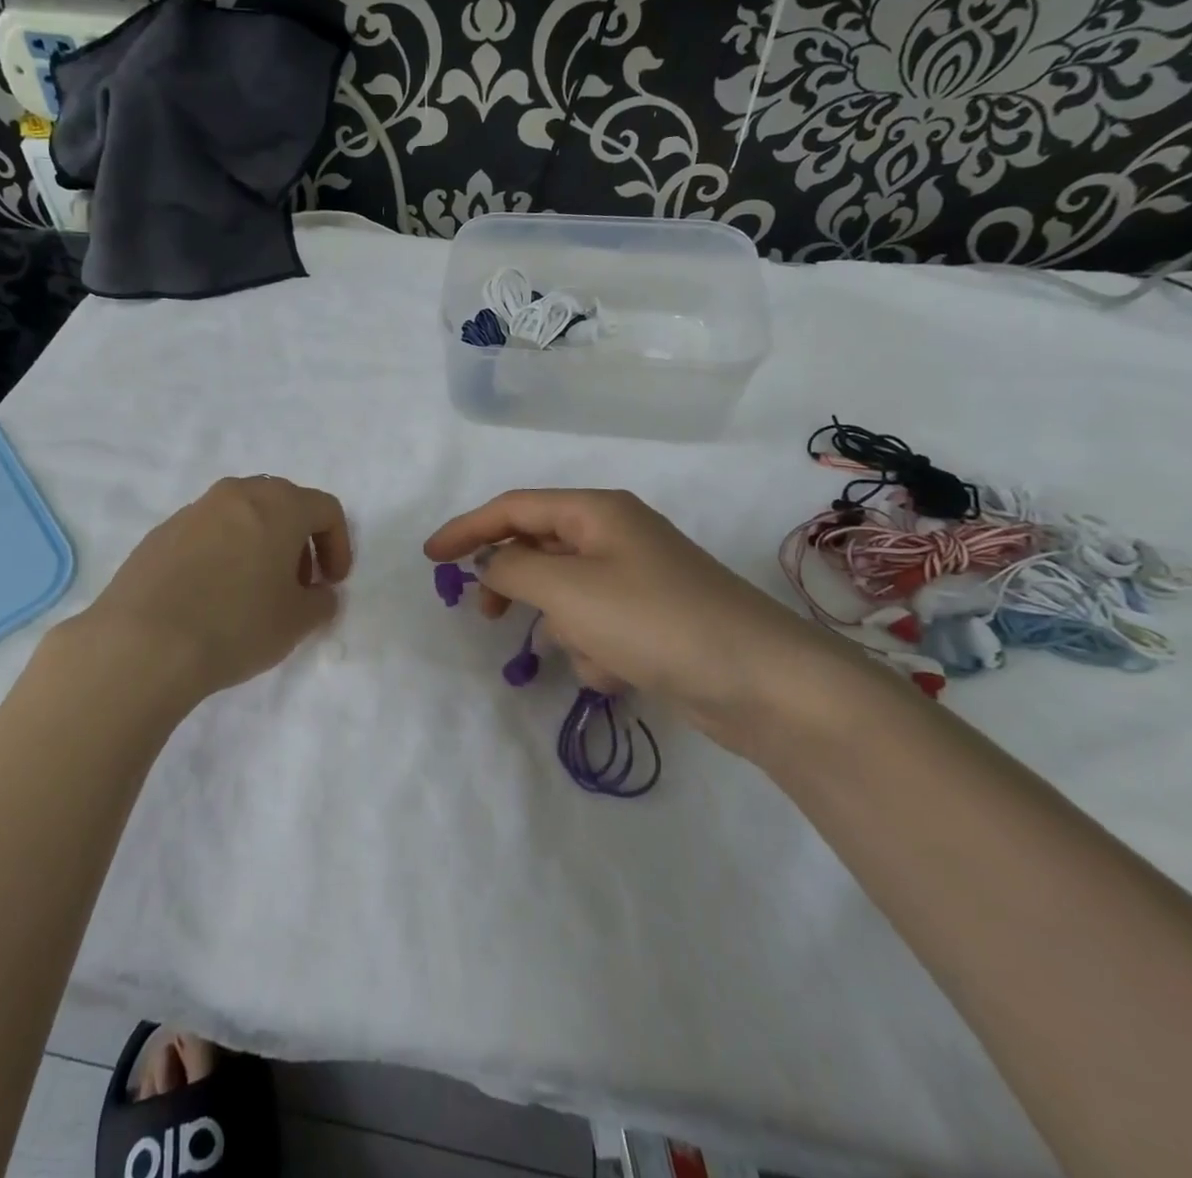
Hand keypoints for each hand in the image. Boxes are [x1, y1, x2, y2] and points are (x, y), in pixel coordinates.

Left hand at [63, 476, 351, 711]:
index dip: (338, 545)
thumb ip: (321, 601)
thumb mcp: (297, 622)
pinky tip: (212, 596)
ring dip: (260, 543)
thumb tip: (318, 593)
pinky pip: (207, 533)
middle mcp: (236, 495)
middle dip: (299, 540)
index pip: (325, 509)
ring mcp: (193, 511)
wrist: (143, 642)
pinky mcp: (160, 533)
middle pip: (282, 503)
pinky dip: (223, 553)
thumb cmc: (236, 625)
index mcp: (278, 505)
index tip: (332, 583)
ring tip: (254, 590)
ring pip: (241, 515)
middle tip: (297, 584)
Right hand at [424, 489, 848, 752]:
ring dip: (563, 625)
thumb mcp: (567, 589)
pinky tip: (617, 672)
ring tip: (583, 652)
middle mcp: (616, 535)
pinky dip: (595, 648)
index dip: (466, 528)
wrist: (762, 682)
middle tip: (483, 612)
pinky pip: (598, 625)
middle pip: (539, 547)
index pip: (513, 508)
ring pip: (568, 594)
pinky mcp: (653, 619)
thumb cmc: (653, 620)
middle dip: (514, 583)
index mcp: (596, 511)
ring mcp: (638, 577)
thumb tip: (491, 566)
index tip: (429, 558)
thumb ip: (512, 570)